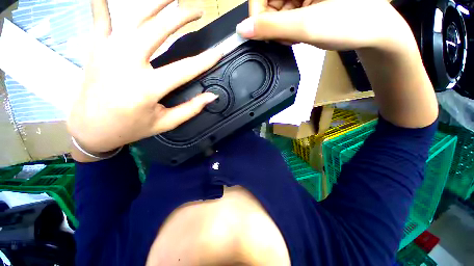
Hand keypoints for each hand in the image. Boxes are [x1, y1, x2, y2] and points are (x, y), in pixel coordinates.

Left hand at [68, 0, 220, 157]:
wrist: (90, 128)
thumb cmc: (131, 128)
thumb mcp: (165, 123)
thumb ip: (191, 109)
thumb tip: (211, 97)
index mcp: (147, 88)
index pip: (185, 69)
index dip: (205, 60)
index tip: (219, 51)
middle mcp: (127, 63)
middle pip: (159, 30)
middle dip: (182, 18)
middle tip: (199, 12)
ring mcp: (108, 50)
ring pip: (136, 17)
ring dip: (157, 4)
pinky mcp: (96, 47)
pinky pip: (101, 17)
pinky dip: (104, 1)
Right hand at [241, 0, 437, 127]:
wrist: (374, 32)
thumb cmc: (348, 23)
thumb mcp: (305, 26)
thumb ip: (270, 28)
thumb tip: (242, 29)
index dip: (257, 13)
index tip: (262, 32)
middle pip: (269, 2)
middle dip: (273, 24)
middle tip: (288, 37)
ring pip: (277, 11)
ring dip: (281, 29)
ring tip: (297, 36)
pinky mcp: (307, 1)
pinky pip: (286, 15)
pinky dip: (288, 29)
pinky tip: (300, 33)